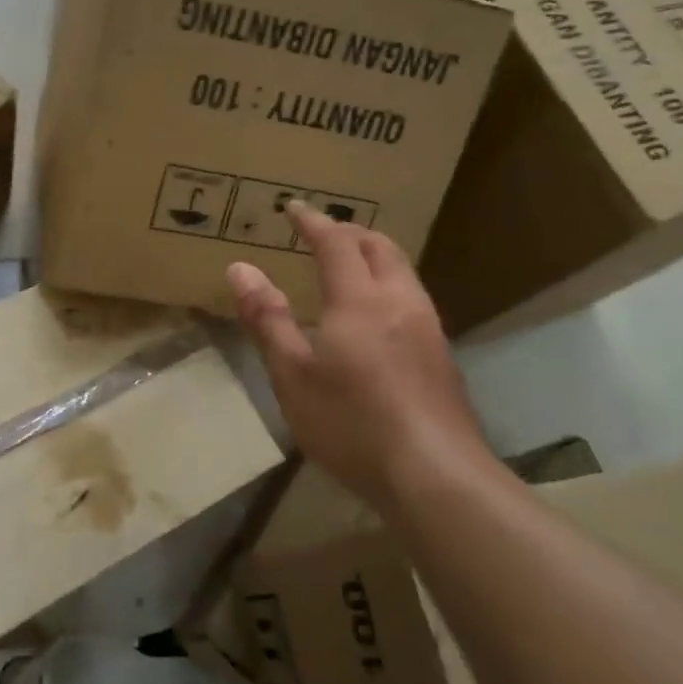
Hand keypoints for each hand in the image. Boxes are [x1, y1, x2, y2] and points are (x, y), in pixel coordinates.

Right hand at [226, 202, 488, 510]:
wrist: (436, 476)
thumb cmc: (351, 423)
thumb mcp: (292, 374)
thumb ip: (267, 318)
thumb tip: (240, 268)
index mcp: (360, 299)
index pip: (336, 242)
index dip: (313, 221)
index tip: (293, 207)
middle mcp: (400, 302)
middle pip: (380, 247)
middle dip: (349, 231)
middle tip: (322, 232)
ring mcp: (429, 329)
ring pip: (403, 272)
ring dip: (374, 256)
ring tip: (349, 267)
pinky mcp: (442, 358)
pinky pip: (413, 299)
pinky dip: (388, 285)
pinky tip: (377, 318)